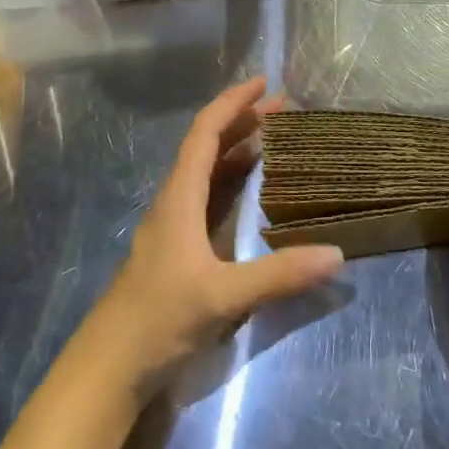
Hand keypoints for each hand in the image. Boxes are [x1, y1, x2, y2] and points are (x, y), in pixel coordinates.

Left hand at [90, 78, 344, 398]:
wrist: (111, 365)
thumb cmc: (159, 319)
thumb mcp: (223, 296)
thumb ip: (279, 275)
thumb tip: (337, 254)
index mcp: (179, 197)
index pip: (205, 132)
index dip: (232, 103)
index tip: (264, 84)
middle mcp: (175, 201)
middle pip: (208, 145)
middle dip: (243, 120)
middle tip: (283, 108)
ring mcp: (174, 225)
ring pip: (206, 171)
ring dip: (237, 148)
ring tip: (275, 138)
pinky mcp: (178, 248)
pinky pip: (208, 197)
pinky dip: (232, 180)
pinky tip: (253, 191)